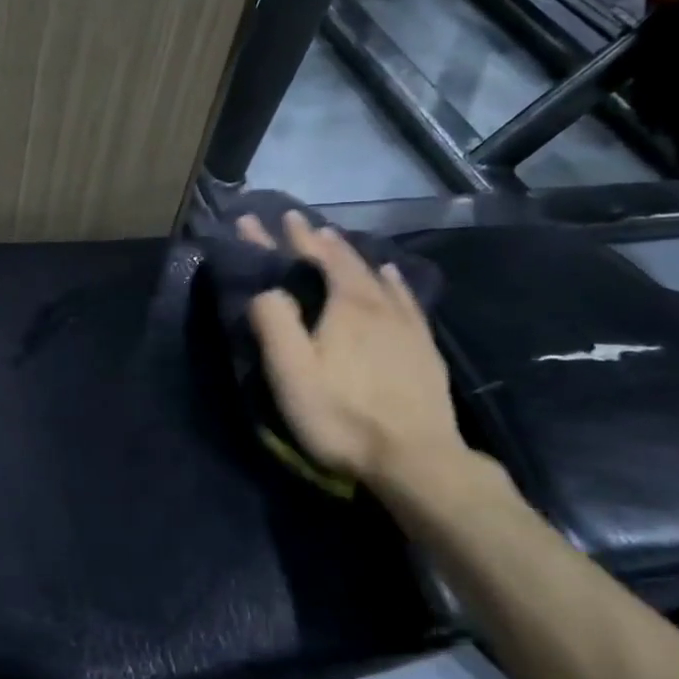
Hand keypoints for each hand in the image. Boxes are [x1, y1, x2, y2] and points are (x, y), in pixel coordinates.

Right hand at [238, 212, 469, 492]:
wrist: (417, 459)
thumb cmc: (342, 416)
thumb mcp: (291, 372)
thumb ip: (274, 322)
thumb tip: (265, 289)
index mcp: (343, 304)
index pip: (306, 257)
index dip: (279, 238)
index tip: (256, 218)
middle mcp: (376, 302)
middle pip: (341, 259)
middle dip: (313, 238)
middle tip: (296, 221)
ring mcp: (405, 323)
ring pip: (373, 274)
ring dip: (348, 254)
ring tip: (333, 239)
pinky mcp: (422, 346)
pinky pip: (405, 298)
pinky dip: (391, 280)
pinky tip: (390, 275)